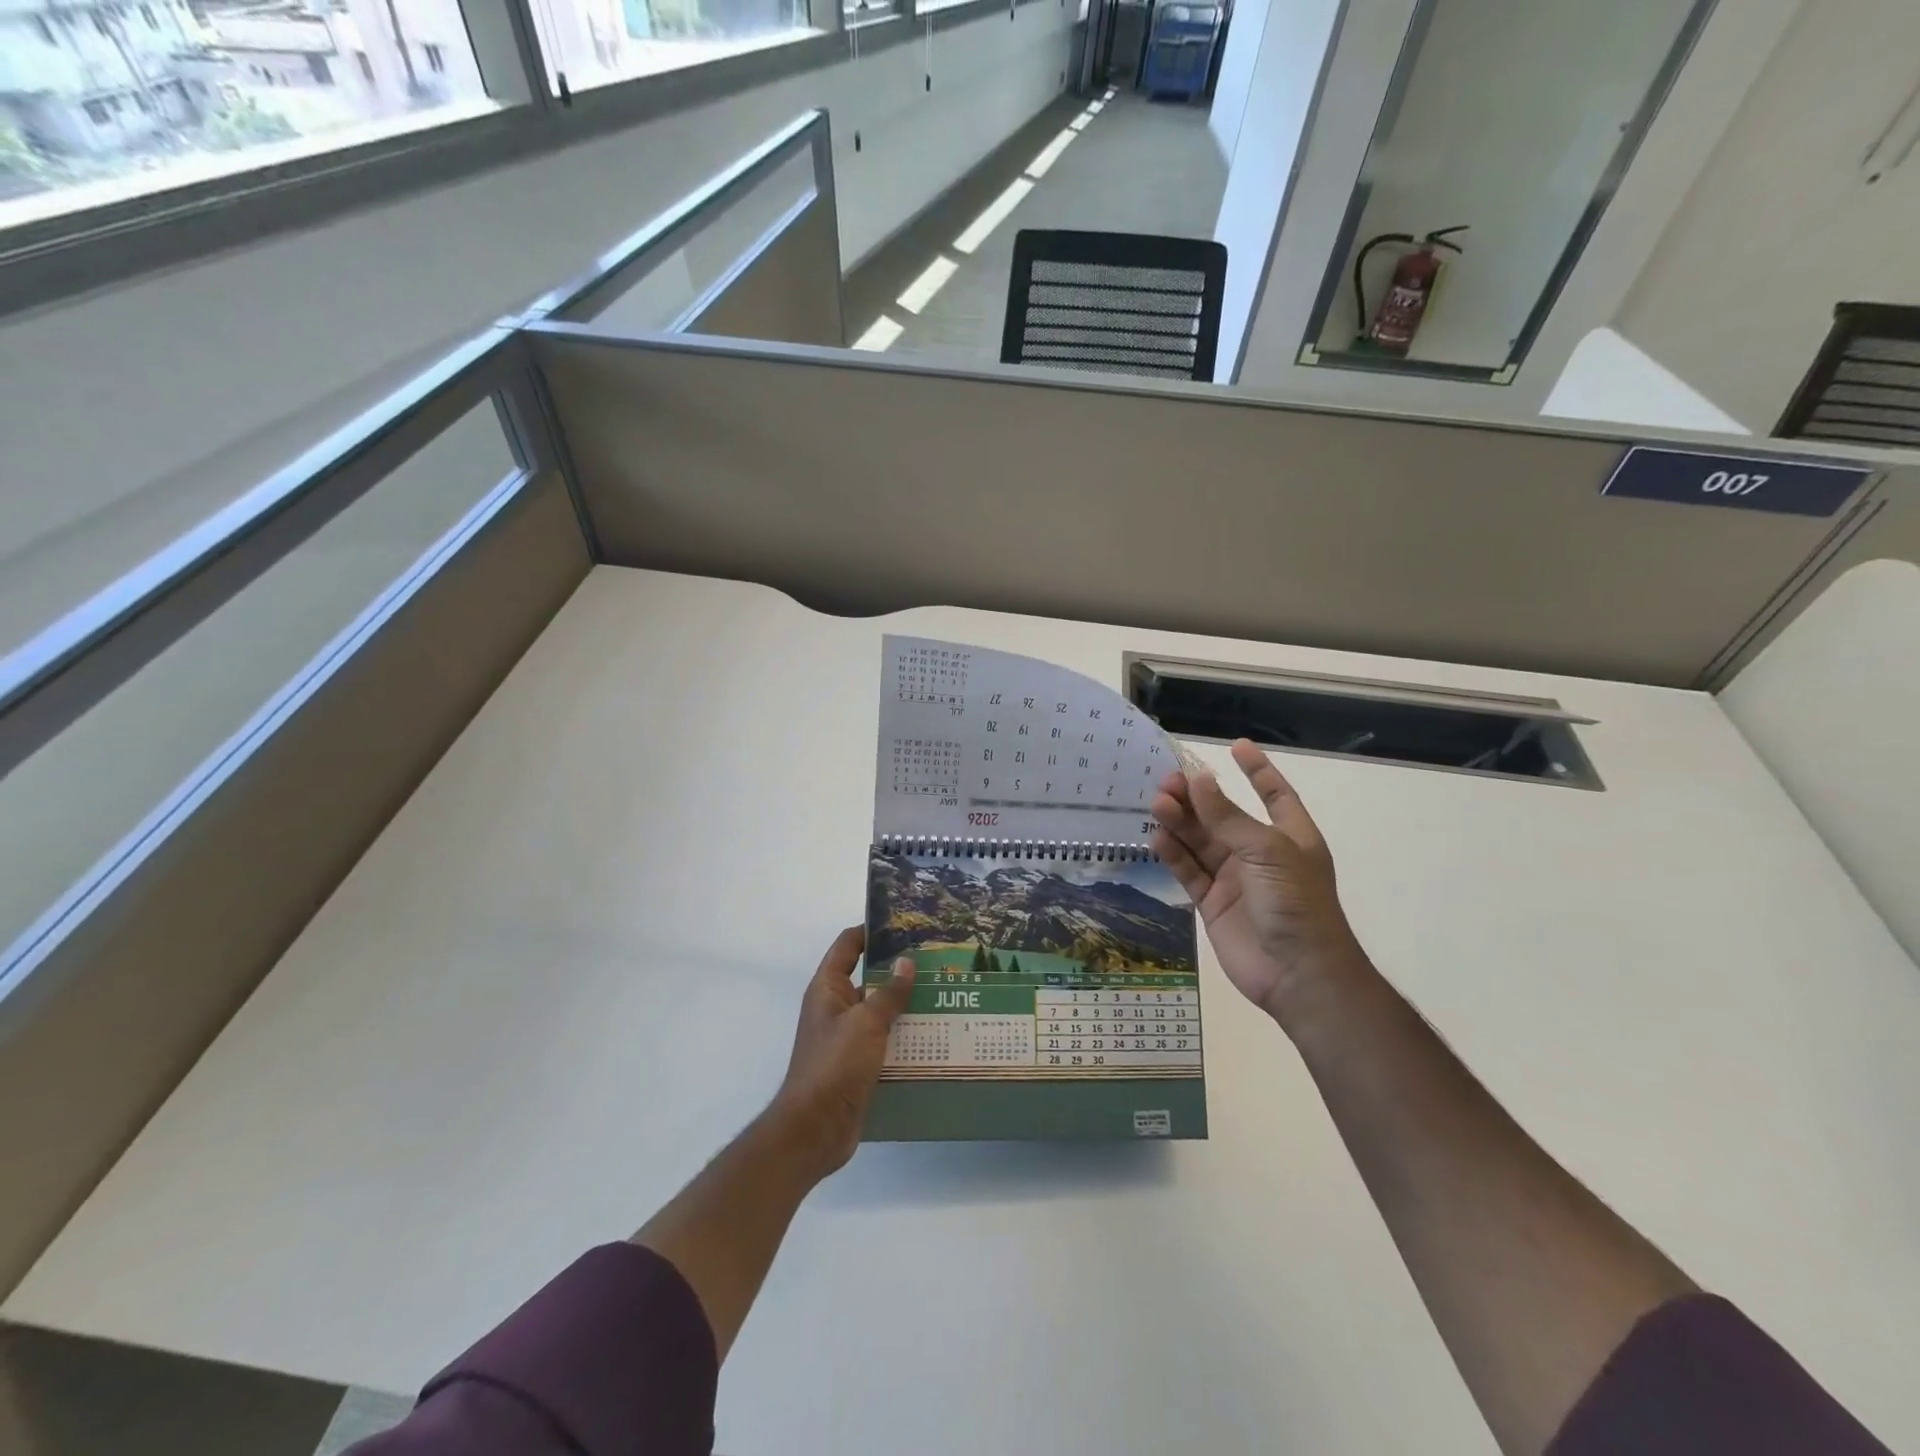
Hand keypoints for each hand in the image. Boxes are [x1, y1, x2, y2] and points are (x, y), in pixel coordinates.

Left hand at [767, 927, 913, 1176]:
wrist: (814, 1130)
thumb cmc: (834, 1066)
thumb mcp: (866, 1023)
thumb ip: (888, 993)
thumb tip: (906, 962)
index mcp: (828, 989)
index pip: (848, 945)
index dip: (872, 930)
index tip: (905, 924)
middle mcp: (835, 1008)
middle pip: (868, 978)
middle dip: (899, 970)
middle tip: (937, 961)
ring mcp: (846, 1038)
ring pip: (880, 1011)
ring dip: (906, 1005)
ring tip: (944, 995)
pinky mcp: (858, 1065)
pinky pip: (884, 1041)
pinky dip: (905, 1036)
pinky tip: (935, 1036)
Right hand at [1150, 739, 1363, 1025]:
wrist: (1298, 973)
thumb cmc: (1295, 902)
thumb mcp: (1266, 850)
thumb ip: (1228, 817)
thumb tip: (1198, 780)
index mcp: (1289, 836)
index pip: (1274, 794)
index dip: (1258, 771)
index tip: (1236, 746)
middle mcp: (1260, 854)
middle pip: (1224, 816)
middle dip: (1198, 797)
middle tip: (1168, 781)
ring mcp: (1235, 879)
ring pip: (1200, 842)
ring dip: (1180, 822)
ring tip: (1156, 804)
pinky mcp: (1213, 903)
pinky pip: (1189, 871)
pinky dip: (1173, 855)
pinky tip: (1156, 838)